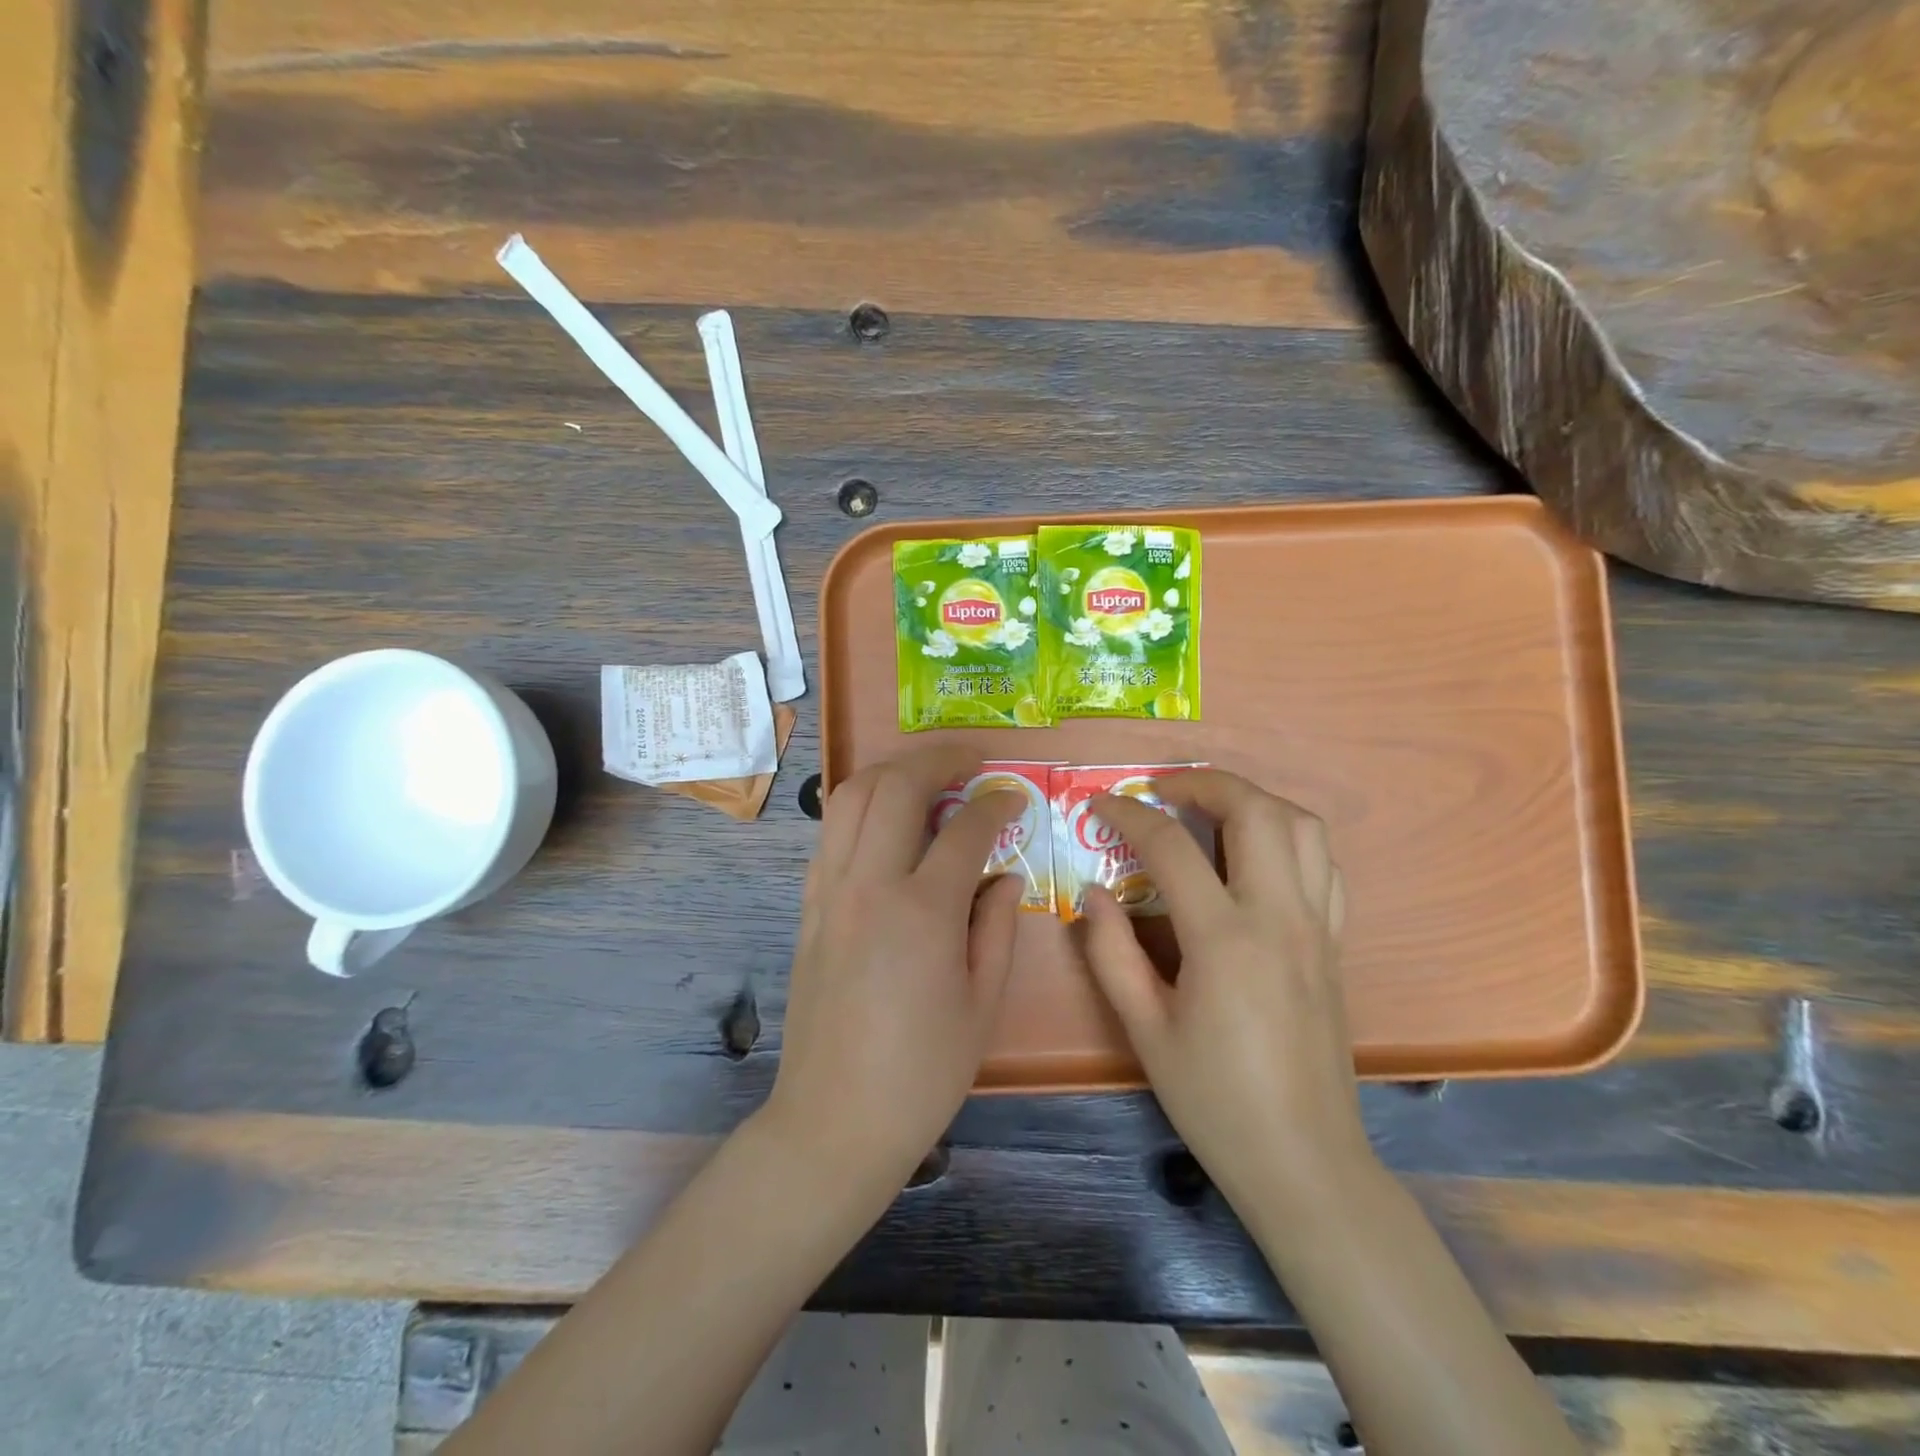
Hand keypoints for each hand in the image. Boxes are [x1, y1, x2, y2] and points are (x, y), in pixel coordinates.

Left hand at [765, 745, 1024, 1196]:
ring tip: (927, 775)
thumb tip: (1003, 874)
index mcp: (922, 911)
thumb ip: (997, 925)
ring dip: (892, 771)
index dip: (997, 803)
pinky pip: (831, 833)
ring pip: (851, 796)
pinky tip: (887, 824)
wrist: (834, 1120)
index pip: (965, 828)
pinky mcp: (807, 906)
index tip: (1016, 797)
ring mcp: (828, 891)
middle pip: (896, 786)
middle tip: (972, 759)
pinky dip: (861, 808)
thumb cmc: (922, 1073)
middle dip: (938, 758)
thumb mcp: (982, 1004)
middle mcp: (868, 885)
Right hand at [1082, 770, 1370, 1211]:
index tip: (1100, 805)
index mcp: (1223, 939)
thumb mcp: (1144, 1030)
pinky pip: (1324, 865)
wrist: (1304, 1160)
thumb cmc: (1214, 1099)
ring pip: (1303, 826)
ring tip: (1209, 808)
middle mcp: (1279, 917)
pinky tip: (1256, 854)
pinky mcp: (1335, 943)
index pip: (1170, 846)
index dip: (1128, 814)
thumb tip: (1093, 892)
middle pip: (1255, 810)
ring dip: (1254, 799)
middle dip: (1204, 782)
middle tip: (1162, 789)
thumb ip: (1111, 952)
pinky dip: (1289, 836)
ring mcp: (1316, 927)